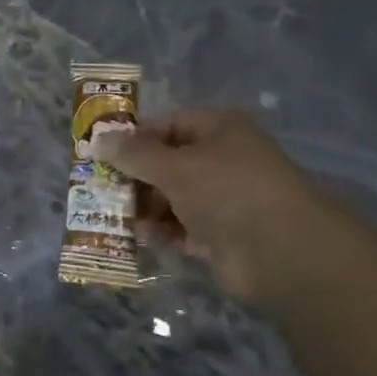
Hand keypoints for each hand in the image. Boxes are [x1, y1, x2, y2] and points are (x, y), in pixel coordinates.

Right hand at [91, 108, 346, 307]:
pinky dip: (161, 231)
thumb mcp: (173, 167)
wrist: (279, 251)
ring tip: (114, 216)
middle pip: (167, 163)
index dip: (136, 138)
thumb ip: (133, 155)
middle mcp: (222, 160)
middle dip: (135, 177)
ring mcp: (222, 199)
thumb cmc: (226, 192)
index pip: (169, 124)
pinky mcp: (220, 234)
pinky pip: (181, 227)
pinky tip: (140, 236)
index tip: (104, 155)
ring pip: (171, 197)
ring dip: (144, 207)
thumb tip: (97, 140)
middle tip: (102, 189)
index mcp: (220, 130)